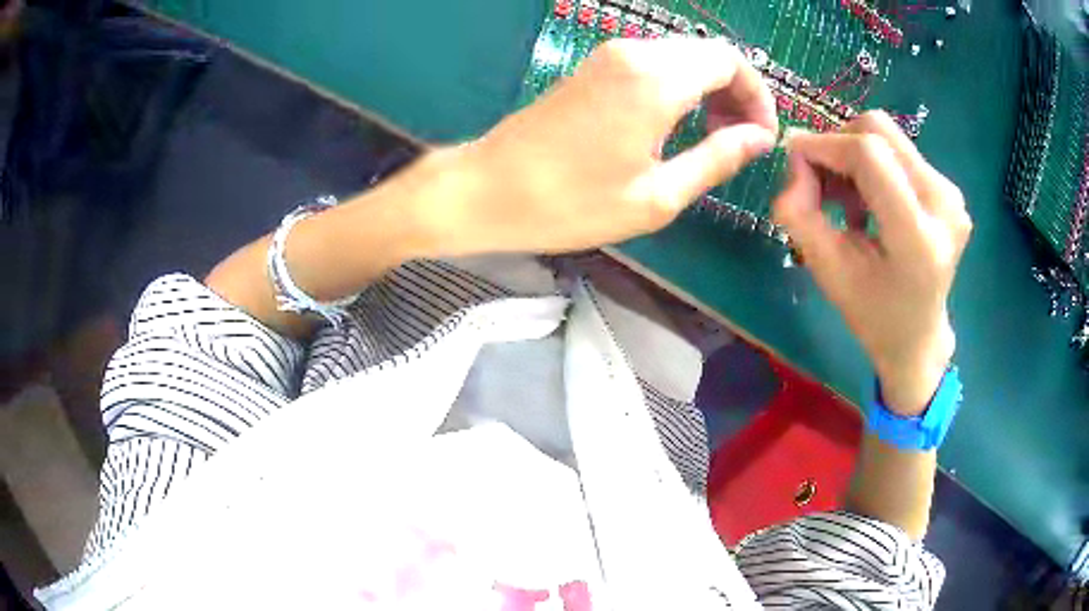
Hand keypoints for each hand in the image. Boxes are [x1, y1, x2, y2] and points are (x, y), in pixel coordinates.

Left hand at [432, 37, 778, 253]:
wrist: (487, 190)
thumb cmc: (569, 203)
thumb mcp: (656, 196)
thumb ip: (716, 159)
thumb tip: (758, 139)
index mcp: (655, 79)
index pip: (731, 61)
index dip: (757, 96)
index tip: (759, 137)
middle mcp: (634, 53)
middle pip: (709, 54)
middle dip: (737, 93)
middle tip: (739, 142)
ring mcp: (608, 56)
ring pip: (682, 57)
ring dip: (708, 90)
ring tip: (712, 139)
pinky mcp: (593, 67)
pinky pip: (654, 65)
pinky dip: (679, 87)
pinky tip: (677, 126)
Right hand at [774, 112, 971, 415]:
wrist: (918, 337)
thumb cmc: (872, 314)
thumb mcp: (827, 271)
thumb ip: (799, 212)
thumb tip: (795, 158)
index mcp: (917, 237)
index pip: (868, 154)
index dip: (824, 145)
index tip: (795, 159)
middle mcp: (943, 205)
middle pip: (878, 130)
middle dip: (838, 144)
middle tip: (821, 181)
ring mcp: (952, 195)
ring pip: (888, 136)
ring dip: (855, 155)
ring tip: (847, 200)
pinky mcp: (950, 190)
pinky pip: (900, 151)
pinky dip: (874, 165)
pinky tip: (869, 202)